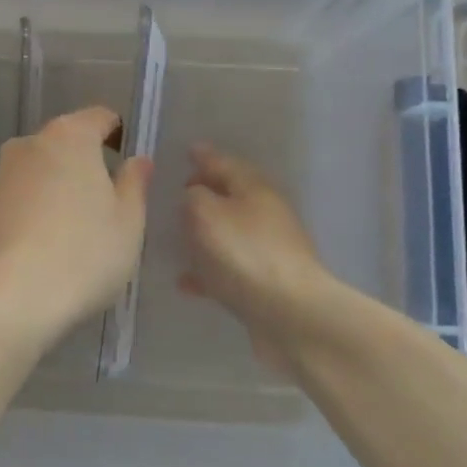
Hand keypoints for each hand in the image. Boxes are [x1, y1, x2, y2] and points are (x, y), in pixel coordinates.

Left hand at [0, 106, 152, 347]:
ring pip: (38, 173)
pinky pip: (17, 201)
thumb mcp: (128, 223)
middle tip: (105, 206)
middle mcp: (28, 145)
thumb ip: (134, 185)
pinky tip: (42, 251)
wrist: (4, 299)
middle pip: (64, 144)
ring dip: (55, 191)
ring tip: (73, 235)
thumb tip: (138, 160)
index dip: (118, 135)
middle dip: (84, 166)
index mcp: (69, 136)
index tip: (127, 165)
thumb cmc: (81, 254)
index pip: (99, 118)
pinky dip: (32, 215)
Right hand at [179, 144, 329, 369]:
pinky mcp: (264, 284)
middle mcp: (265, 214)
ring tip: (176, 236)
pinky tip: (185, 280)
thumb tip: (194, 195)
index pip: (225, 163)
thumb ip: (193, 197)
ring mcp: (267, 251)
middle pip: (230, 197)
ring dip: (205, 233)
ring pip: (229, 234)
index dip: (205, 157)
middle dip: (205, 193)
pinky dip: (207, 270)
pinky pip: (228, 270)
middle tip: (178, 192)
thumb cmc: (244, 253)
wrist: (290, 315)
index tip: (188, 151)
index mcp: (255, 189)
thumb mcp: (206, 213)